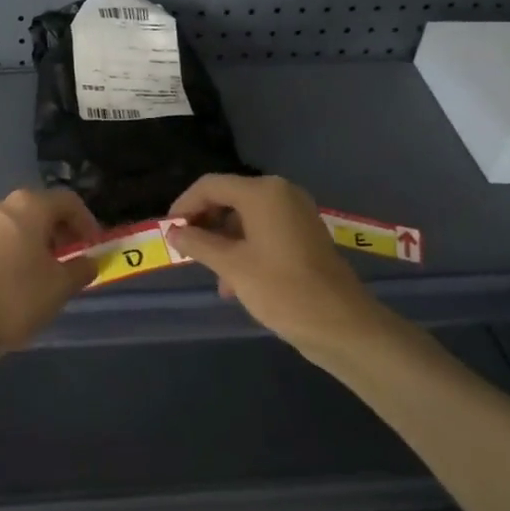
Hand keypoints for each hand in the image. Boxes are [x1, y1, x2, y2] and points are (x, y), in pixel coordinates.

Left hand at [0, 188, 99, 361]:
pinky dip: (11, 256)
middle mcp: (0, 207)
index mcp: (28, 206)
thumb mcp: (60, 287)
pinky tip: (14, 285)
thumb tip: (88, 262)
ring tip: (44, 275)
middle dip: (59, 232)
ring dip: (34, 244)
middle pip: (39, 210)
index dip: (87, 222)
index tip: (94, 246)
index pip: (68, 201)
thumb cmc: (14, 298)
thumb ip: (80, 269)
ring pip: (15, 228)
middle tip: (71, 259)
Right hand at [165, 174, 390, 359]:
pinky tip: (234, 283)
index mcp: (263, 192)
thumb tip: (174, 232)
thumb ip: (198, 244)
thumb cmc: (282, 289)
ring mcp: (295, 214)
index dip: (184, 205)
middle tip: (186, 251)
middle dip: (205, 224)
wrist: (341, 325)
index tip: (168, 231)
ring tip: (212, 276)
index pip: (210, 186)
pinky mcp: (303, 235)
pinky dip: (244, 249)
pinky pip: (263, 232)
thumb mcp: (232, 266)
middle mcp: (280, 194)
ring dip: (223, 242)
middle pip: (228, 198)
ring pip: (245, 218)